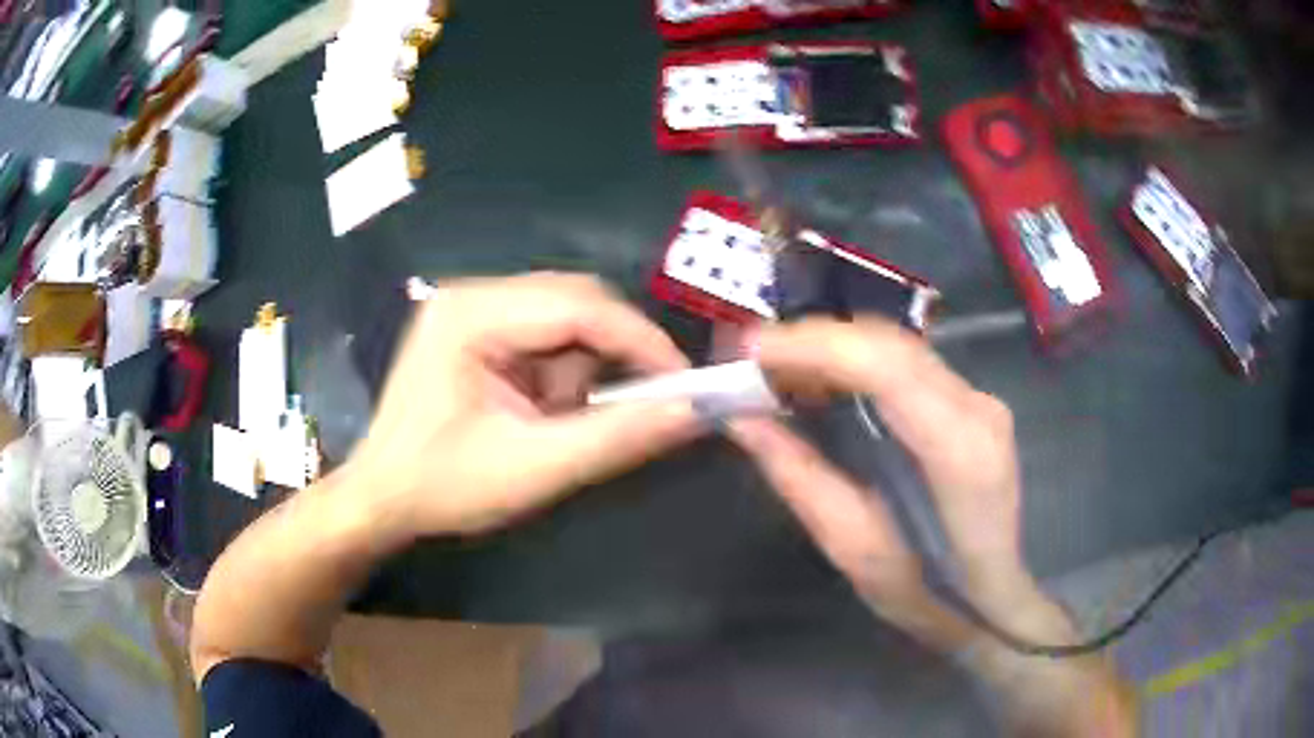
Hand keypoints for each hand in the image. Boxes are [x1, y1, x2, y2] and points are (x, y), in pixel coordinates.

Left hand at [339, 273, 704, 537]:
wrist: (384, 498)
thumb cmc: (444, 485)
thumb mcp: (535, 468)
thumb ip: (616, 437)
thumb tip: (694, 411)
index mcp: (471, 315)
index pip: (578, 305)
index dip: (641, 340)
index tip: (686, 383)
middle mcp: (473, 294)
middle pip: (575, 301)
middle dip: (614, 354)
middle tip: (644, 403)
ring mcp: (473, 308)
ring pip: (566, 317)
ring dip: (585, 368)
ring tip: (563, 419)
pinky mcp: (478, 328)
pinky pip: (546, 334)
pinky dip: (564, 372)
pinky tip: (546, 409)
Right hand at [729, 317, 1032, 647]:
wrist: (991, 599)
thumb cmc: (926, 591)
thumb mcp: (853, 547)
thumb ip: (800, 476)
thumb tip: (742, 420)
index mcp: (957, 449)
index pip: (883, 365)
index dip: (813, 346)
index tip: (750, 350)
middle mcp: (976, 407)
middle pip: (890, 344)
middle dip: (815, 341)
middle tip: (754, 360)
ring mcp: (981, 399)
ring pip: (899, 347)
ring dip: (835, 349)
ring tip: (779, 371)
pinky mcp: (974, 403)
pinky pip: (909, 364)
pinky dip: (860, 363)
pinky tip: (826, 383)